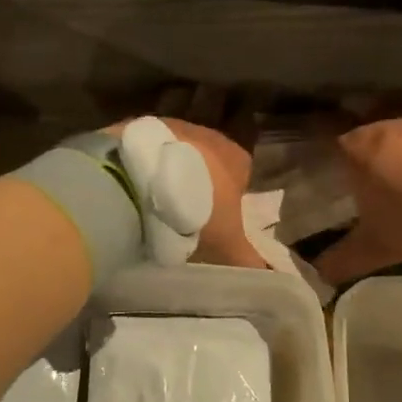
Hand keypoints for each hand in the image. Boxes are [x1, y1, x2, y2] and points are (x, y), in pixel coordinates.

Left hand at [108, 117, 267, 269]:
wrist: (140, 180)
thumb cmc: (197, 209)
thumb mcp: (227, 243)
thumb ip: (249, 260)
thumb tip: (268, 276)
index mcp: (237, 157)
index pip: (242, 178)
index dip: (230, 202)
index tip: (215, 225)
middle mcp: (209, 134)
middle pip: (208, 164)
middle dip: (198, 187)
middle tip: (184, 219)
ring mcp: (171, 126)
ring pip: (176, 155)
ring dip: (168, 176)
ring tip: (153, 207)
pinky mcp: (137, 126)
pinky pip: (146, 152)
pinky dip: (142, 169)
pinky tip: (133, 191)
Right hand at [312, 116, 401, 284]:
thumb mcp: (378, 247)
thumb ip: (343, 260)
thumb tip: (318, 274)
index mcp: (356, 147)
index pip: (325, 148)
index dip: (325, 168)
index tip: (329, 190)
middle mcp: (385, 123)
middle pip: (364, 143)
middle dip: (366, 166)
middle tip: (371, 196)